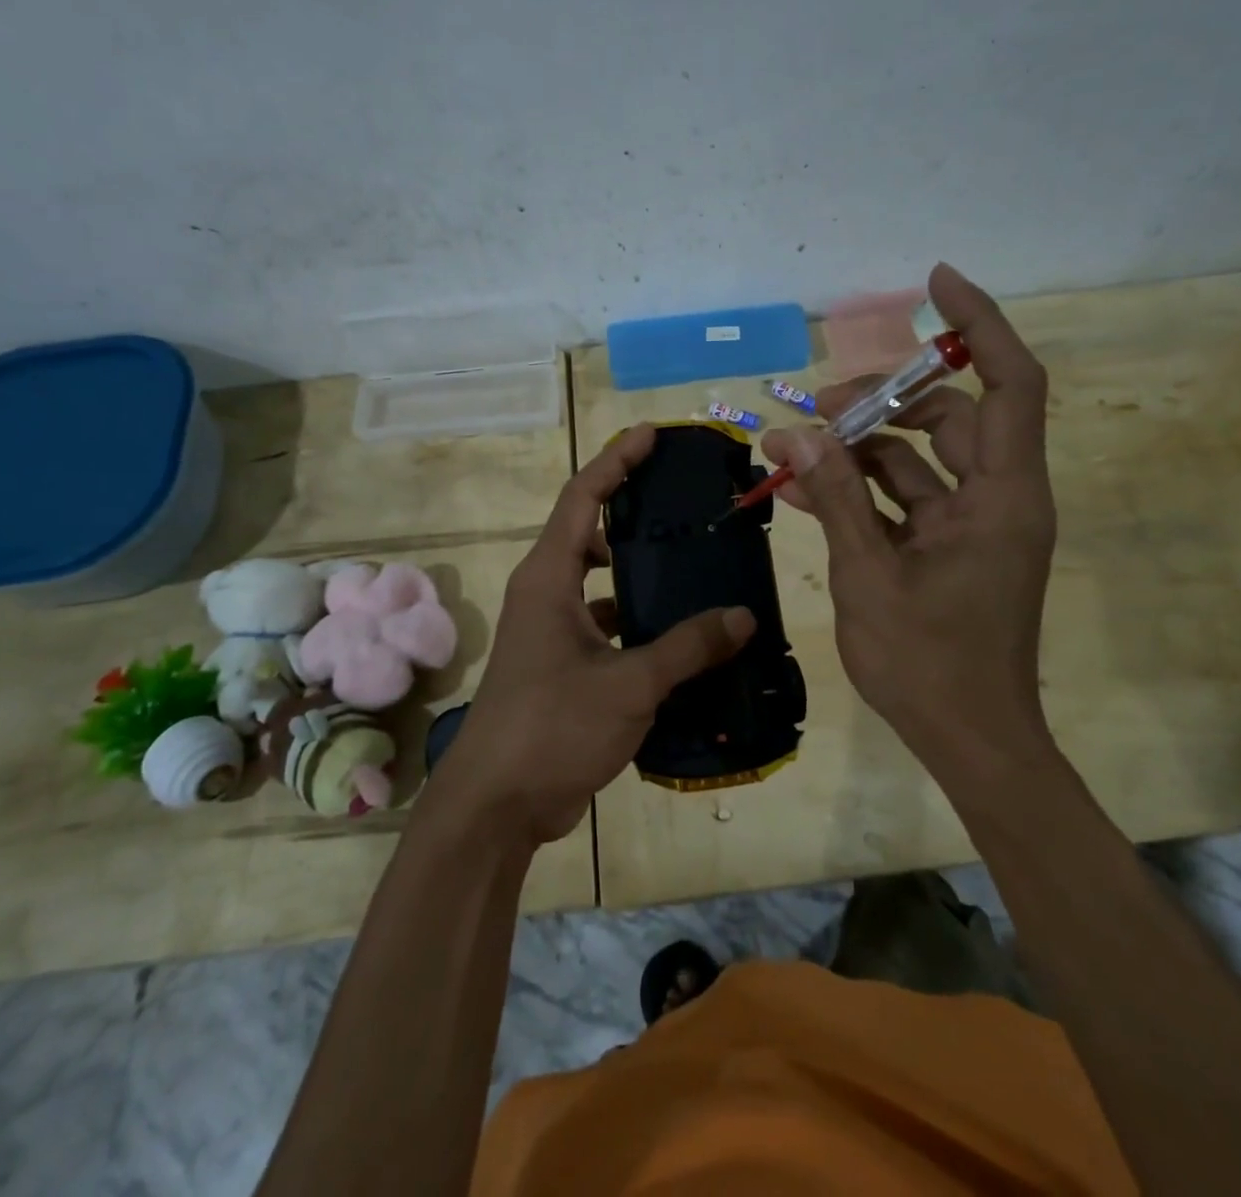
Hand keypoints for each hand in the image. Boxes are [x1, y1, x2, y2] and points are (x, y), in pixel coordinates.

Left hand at [428, 425, 755, 847]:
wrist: (497, 806)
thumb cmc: (552, 727)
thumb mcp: (628, 683)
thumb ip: (687, 647)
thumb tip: (743, 617)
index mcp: (548, 578)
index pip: (581, 497)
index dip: (616, 460)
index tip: (651, 435)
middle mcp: (547, 594)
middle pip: (590, 533)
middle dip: (632, 511)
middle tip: (685, 502)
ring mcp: (553, 633)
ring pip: (602, 584)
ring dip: (640, 574)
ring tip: (696, 565)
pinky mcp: (564, 667)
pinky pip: (608, 627)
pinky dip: (641, 624)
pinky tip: (684, 637)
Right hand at [762, 263, 1056, 763]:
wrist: (970, 741)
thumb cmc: (929, 664)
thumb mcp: (869, 575)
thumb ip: (834, 498)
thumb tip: (796, 433)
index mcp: (1004, 497)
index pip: (1012, 384)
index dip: (980, 324)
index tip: (934, 283)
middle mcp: (999, 498)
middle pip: (952, 416)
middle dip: (883, 401)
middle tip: (819, 408)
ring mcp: (974, 524)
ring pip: (921, 457)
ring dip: (862, 448)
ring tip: (796, 447)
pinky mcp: (950, 547)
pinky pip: (905, 498)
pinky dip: (861, 489)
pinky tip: (806, 488)